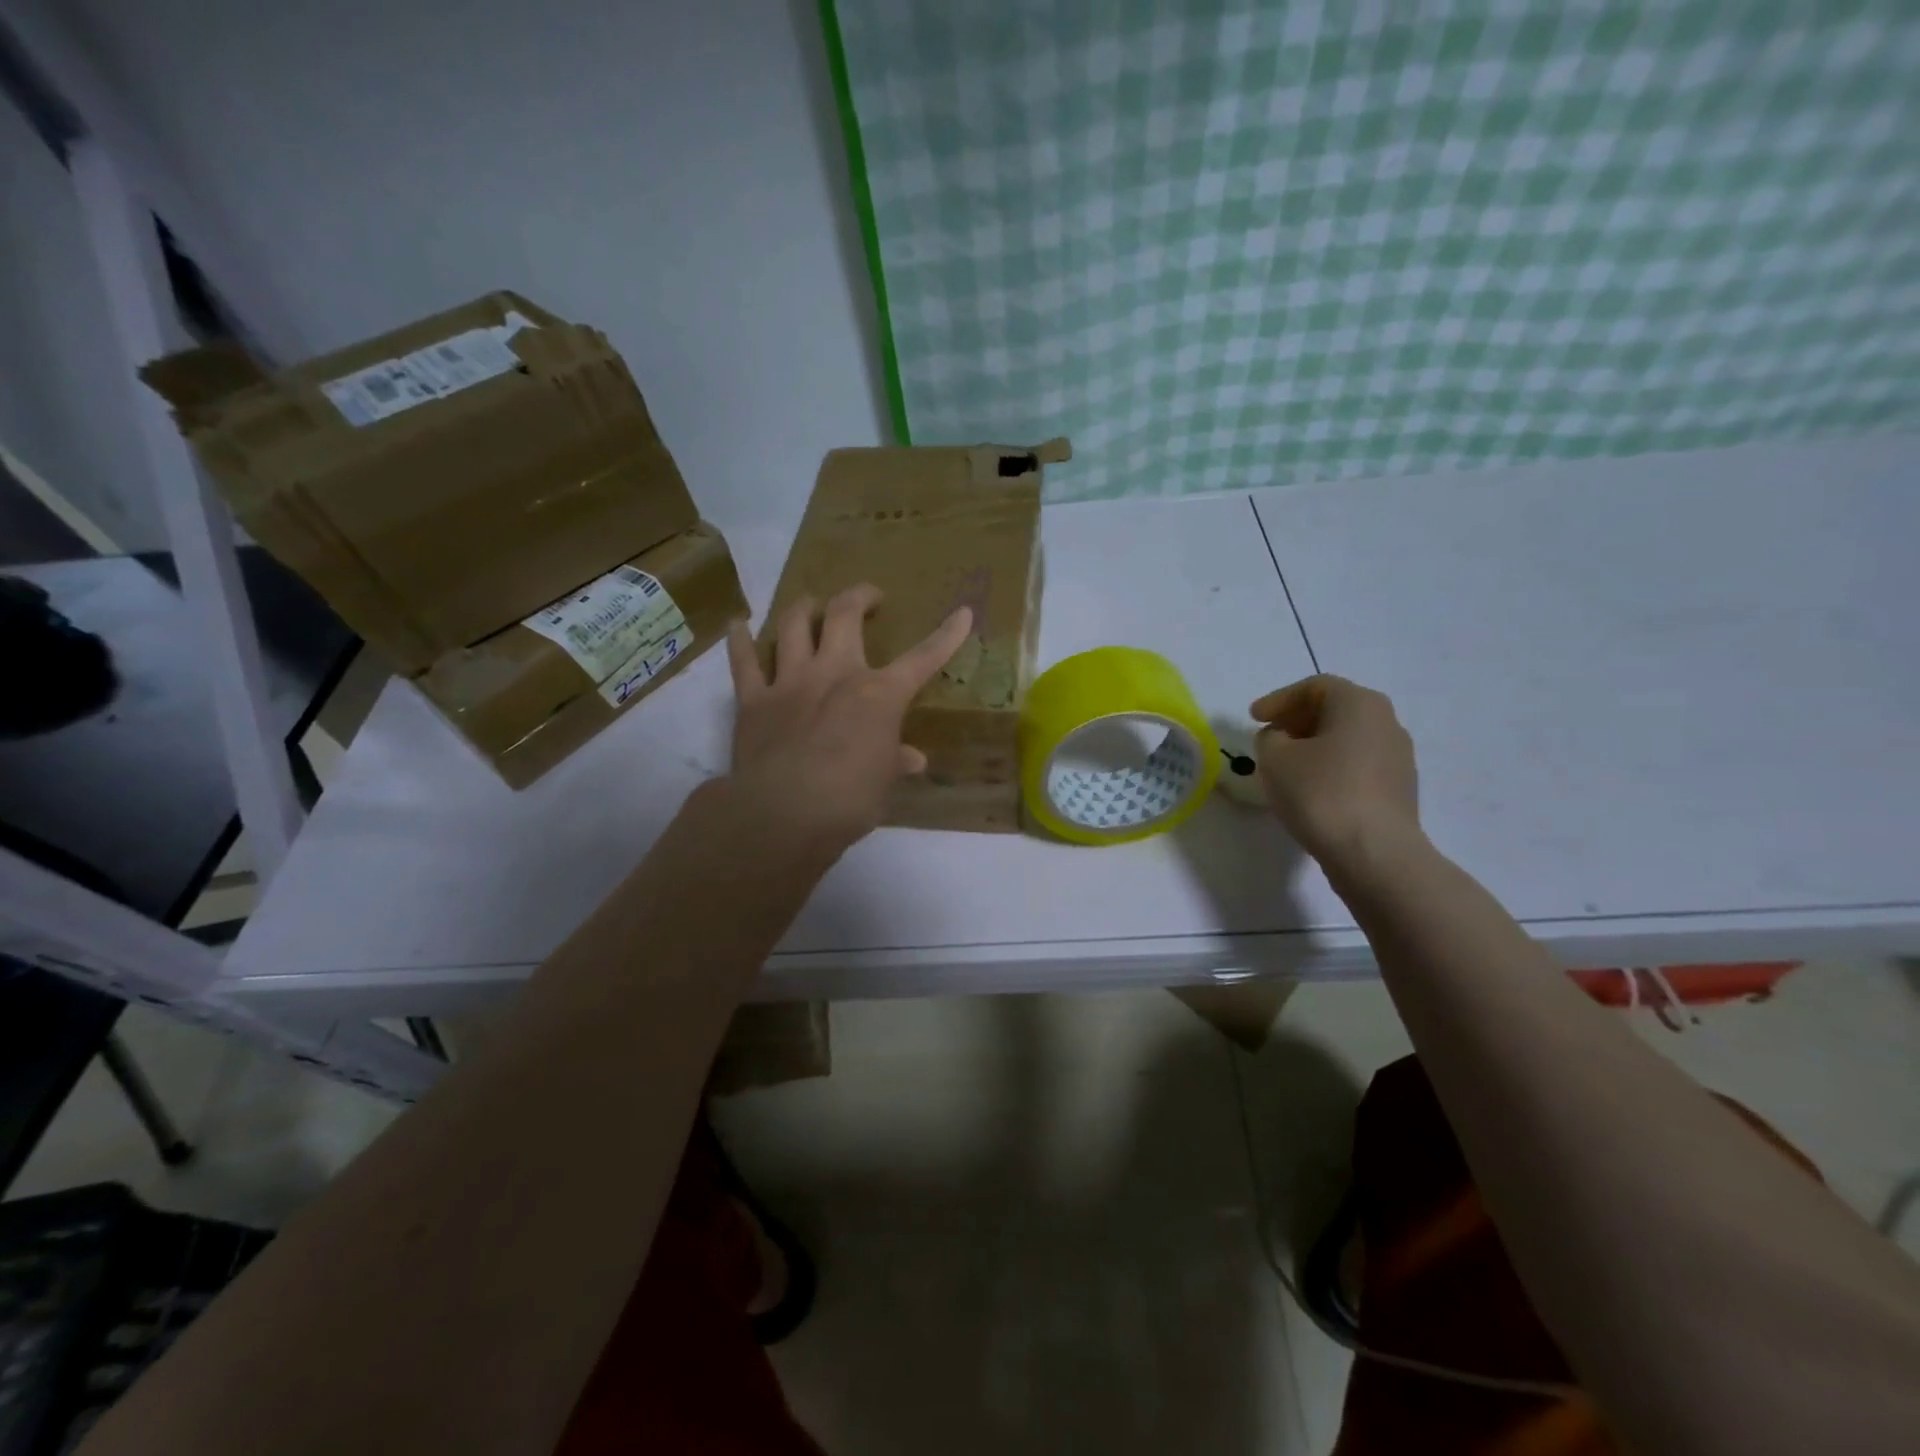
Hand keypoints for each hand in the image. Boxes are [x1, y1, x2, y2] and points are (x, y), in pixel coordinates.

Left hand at [725, 584, 972, 851]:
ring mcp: (790, 681)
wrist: (784, 814)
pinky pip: (744, 661)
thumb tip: (913, 759)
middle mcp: (834, 673)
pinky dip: (740, 640)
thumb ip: (895, 762)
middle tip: (869, 597)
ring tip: (811, 604)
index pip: (922, 659)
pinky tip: (738, 624)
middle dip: (860, 596)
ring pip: (794, 625)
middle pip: (845, 614)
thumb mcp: (883, 783)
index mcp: (878, 694)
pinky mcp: (754, 699)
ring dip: (804, 608)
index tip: (963, 613)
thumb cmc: (849, 801)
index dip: (947, 635)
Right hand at [1250, 674, 1421, 872]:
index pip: (1315, 687)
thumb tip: (1280, 739)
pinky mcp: (1398, 790)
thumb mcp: (1275, 758)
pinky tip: (1310, 790)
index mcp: (1359, 704)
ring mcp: (1398, 757)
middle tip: (1268, 738)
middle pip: (1335, 710)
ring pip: (1347, 739)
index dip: (1279, 699)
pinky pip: (1357, 766)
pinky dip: (1330, 768)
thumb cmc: (1320, 793)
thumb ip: (1269, 738)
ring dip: (1314, 746)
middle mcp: (1386, 722)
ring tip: (1285, 767)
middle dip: (1297, 721)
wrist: (1374, 854)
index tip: (1253, 718)